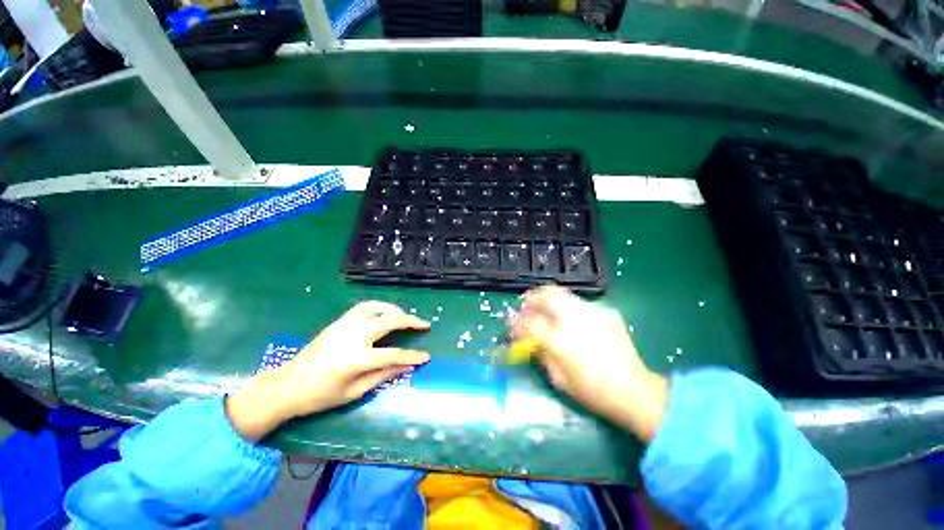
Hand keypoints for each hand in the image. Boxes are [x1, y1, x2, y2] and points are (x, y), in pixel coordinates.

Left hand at [227, 301, 430, 440]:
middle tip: (424, 324)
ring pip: (376, 307)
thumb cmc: (319, 396)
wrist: (286, 385)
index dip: (412, 356)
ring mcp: (344, 325)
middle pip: (389, 321)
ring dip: (395, 310)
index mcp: (355, 359)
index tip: (426, 356)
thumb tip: (407, 366)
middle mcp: (352, 336)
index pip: (392, 354)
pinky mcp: (339, 321)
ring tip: (405, 317)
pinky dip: (380, 307)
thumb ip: (383, 376)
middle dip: (410, 321)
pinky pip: (364, 307)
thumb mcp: (354, 392)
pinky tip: (385, 313)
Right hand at [513, 286, 668, 441]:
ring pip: (563, 293)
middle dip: (532, 297)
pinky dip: (569, 308)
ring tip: (546, 310)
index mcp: (560, 340)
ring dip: (549, 299)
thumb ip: (540, 353)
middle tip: (527, 305)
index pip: (530, 322)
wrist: (635, 391)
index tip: (513, 325)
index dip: (518, 322)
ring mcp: (593, 312)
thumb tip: (526, 338)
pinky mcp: (606, 312)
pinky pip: (580, 304)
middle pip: (547, 294)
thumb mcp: (558, 378)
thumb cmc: (592, 391)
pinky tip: (572, 321)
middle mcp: (575, 319)